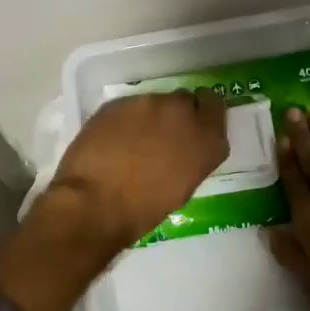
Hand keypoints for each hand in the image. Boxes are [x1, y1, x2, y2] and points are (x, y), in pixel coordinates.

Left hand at [0, 91, 227, 310]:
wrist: (94, 203)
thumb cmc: (143, 210)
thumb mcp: (183, 186)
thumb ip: (192, 156)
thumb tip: (184, 147)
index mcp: (206, 139)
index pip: (215, 106)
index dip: (203, 114)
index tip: (193, 125)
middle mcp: (181, 112)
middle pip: (184, 100)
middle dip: (176, 115)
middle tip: (161, 138)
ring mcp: (148, 103)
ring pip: (155, 102)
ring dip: (150, 117)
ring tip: (133, 142)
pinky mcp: (118, 102)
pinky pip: (129, 107)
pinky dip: (125, 120)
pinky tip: (113, 141)